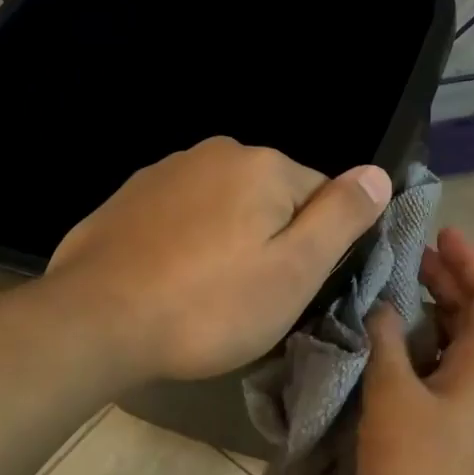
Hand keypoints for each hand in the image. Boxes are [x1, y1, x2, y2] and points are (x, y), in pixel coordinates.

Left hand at [47, 137, 391, 381]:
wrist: (95, 322)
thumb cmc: (209, 305)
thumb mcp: (294, 270)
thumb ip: (341, 217)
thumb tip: (378, 172)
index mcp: (264, 166)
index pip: (324, 196)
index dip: (318, 246)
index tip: (294, 288)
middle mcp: (216, 152)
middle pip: (273, 199)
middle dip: (273, 240)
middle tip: (252, 297)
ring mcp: (165, 170)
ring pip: (226, 207)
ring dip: (230, 241)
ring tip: (208, 294)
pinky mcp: (129, 197)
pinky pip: (183, 216)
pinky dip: (188, 243)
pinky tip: (171, 280)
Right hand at [358, 227, 473, 474]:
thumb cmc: (420, 470)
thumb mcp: (394, 399)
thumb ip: (388, 345)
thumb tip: (384, 309)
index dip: (471, 259)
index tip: (439, 234)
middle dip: (446, 280)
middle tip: (405, 258)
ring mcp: (467, 407)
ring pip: (454, 343)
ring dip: (427, 313)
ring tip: (386, 294)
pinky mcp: (447, 429)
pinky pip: (436, 370)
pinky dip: (414, 348)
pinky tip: (380, 347)